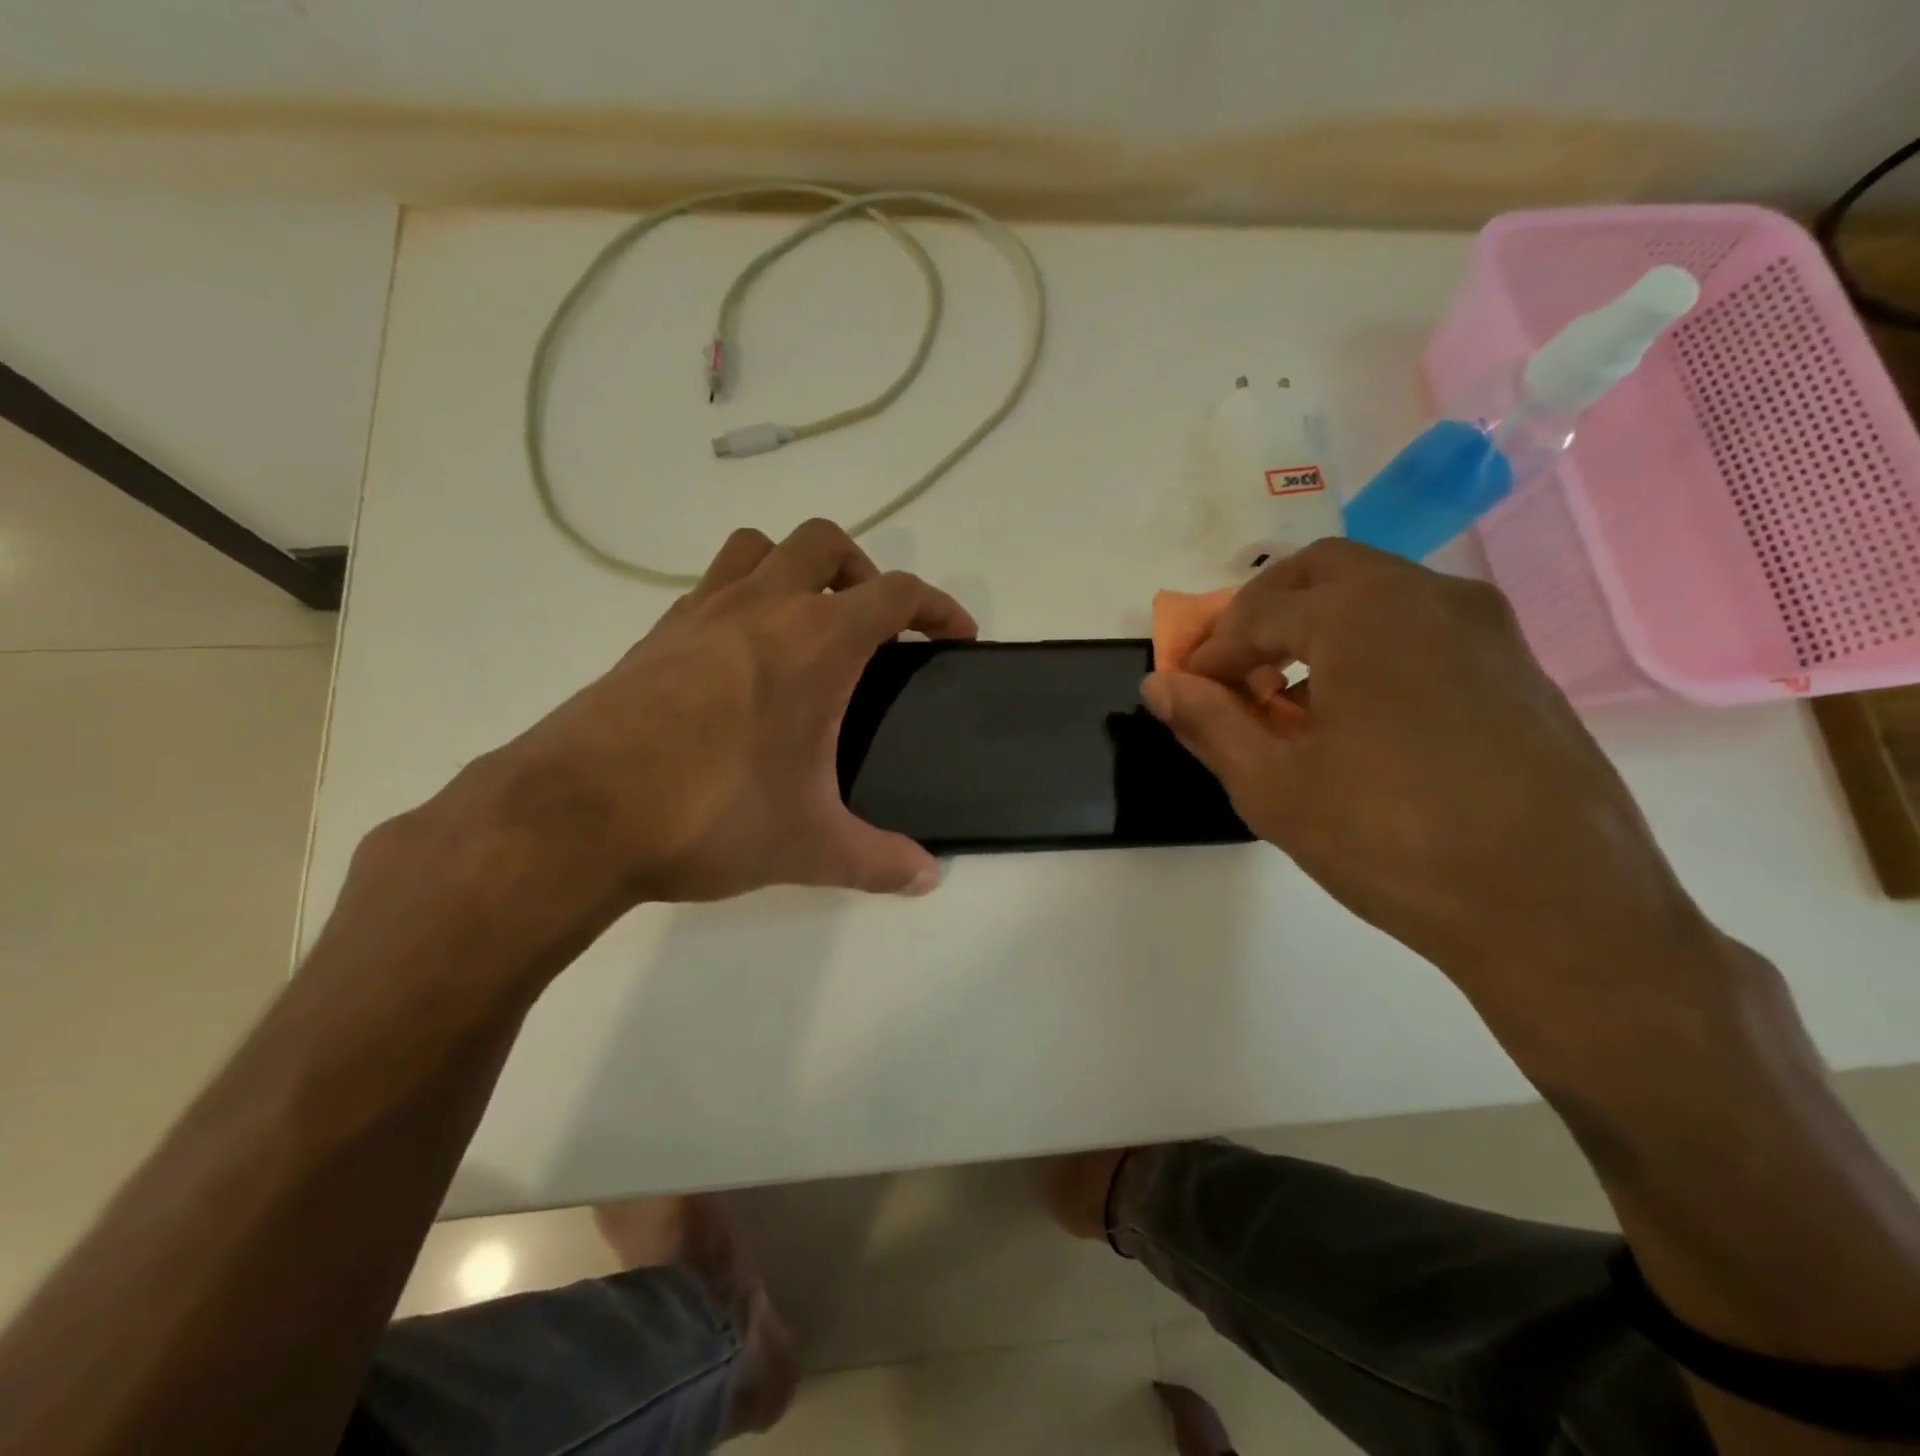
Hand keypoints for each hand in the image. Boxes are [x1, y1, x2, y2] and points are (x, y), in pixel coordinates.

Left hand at [387, 520, 974, 940]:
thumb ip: (879, 860)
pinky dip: (741, 600)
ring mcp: (699, 614)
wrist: (575, 817)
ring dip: (795, 569)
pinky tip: (740, 663)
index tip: (955, 633)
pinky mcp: (653, 636)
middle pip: (824, 544)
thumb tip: (927, 877)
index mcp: (815, 643)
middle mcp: (761, 608)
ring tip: (806, 627)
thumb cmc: (711, 816)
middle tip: (873, 626)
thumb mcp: (810, 847)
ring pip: (759, 549)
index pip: (895, 593)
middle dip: (863, 572)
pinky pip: (710, 588)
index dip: (938, 606)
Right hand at [1144, 540, 1713, 1033]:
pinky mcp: (1516, 664)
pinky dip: (1367, 643)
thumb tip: (1158, 686)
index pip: (1258, 614)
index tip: (1187, 693)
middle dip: (1261, 613)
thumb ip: (1209, 723)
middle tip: (1233, 671)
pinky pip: (1420, 626)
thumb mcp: (1273, 786)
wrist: (1558, 911)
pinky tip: (1354, 712)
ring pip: (1376, 593)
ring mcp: (1485, 626)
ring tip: (1288, 696)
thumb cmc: (1392, 843)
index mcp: (1363, 616)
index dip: (1210, 653)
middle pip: (1320, 573)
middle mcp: (1429, 596)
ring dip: (1314, 625)